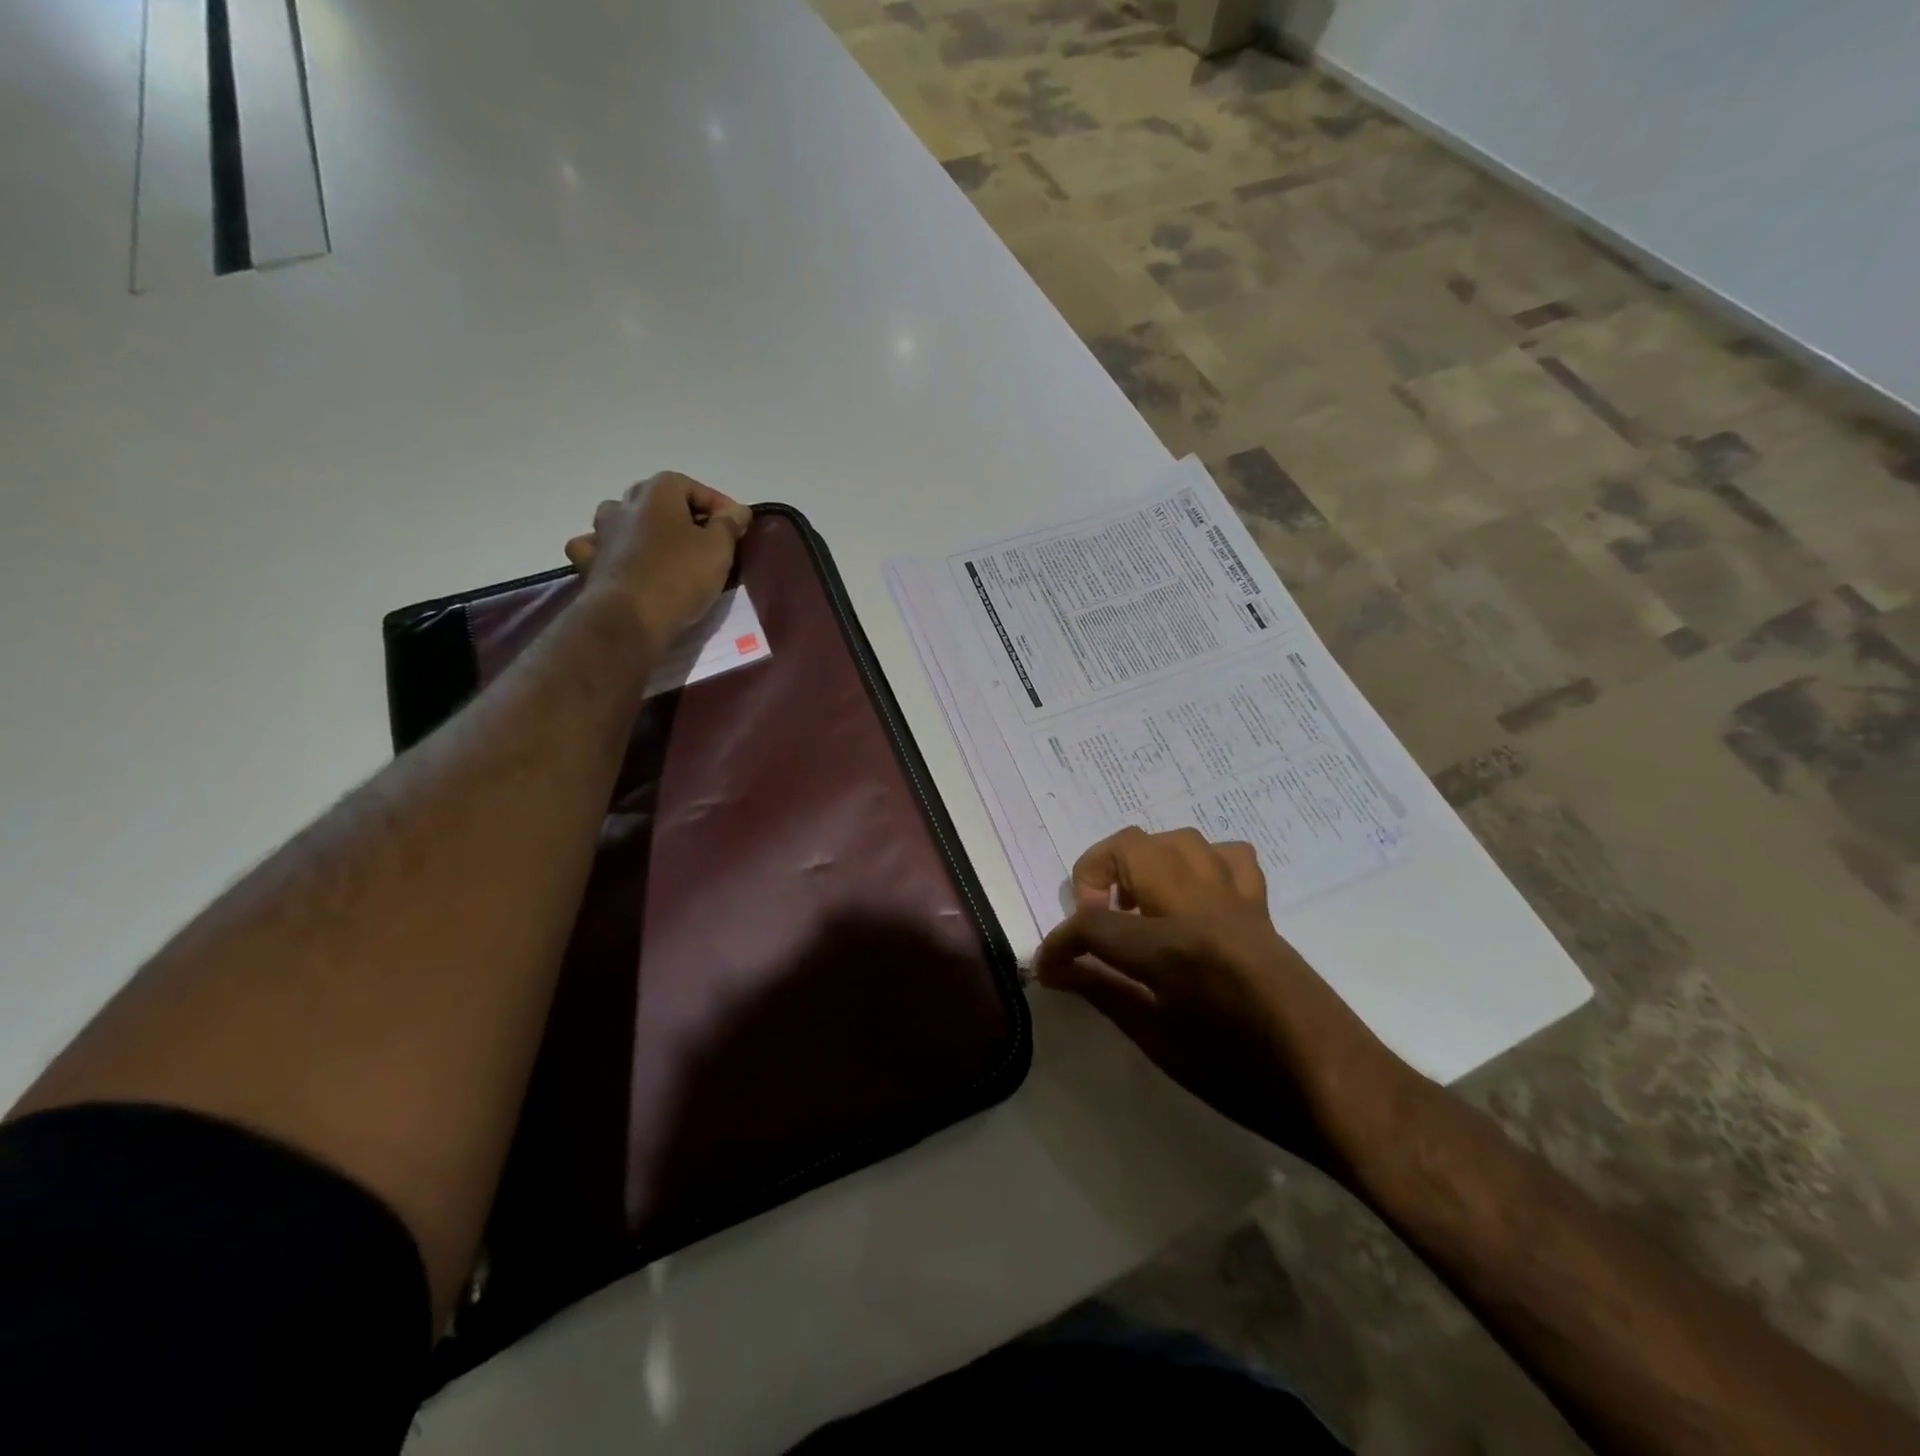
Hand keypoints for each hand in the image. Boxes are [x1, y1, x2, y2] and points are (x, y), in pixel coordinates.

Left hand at [564, 473, 752, 642]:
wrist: (628, 619)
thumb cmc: (678, 576)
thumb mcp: (718, 548)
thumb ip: (729, 524)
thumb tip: (738, 510)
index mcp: (656, 492)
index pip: (693, 487)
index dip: (718, 506)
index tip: (737, 528)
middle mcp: (624, 504)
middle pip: (658, 500)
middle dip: (684, 516)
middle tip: (707, 540)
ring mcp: (601, 532)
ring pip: (626, 519)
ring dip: (646, 529)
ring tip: (667, 550)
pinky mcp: (590, 563)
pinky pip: (601, 547)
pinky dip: (613, 550)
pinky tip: (625, 561)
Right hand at [1034, 827, 1406, 1166]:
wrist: (1333, 1083)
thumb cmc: (1241, 1076)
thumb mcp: (1159, 1043)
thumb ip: (1103, 993)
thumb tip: (1055, 970)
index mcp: (1171, 947)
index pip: (1092, 925)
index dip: (1059, 943)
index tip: (1048, 965)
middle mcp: (1200, 907)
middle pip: (1131, 848)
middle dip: (1095, 874)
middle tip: (1094, 921)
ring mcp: (1235, 899)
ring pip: (1177, 840)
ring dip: (1144, 861)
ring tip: (1137, 906)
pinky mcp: (1260, 906)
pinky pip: (1227, 857)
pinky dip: (1199, 864)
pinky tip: (1190, 900)